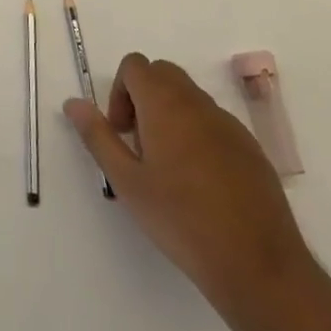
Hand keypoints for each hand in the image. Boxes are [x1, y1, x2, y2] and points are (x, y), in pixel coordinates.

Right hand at [66, 54, 312, 320]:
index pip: (135, 65)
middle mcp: (198, 103)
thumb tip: (73, 103)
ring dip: (171, 116)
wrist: (257, 265)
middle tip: (139, 147)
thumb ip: (98, 136)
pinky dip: (198, 136)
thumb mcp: (127, 182)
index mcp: (165, 103)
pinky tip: (201, 185)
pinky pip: (215, 123)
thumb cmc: (182, 221)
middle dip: (143, 98)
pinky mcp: (251, 148)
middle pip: (163, 74)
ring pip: (190, 98)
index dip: (120, 92)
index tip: (121, 133)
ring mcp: (229, 124)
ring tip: (168, 170)